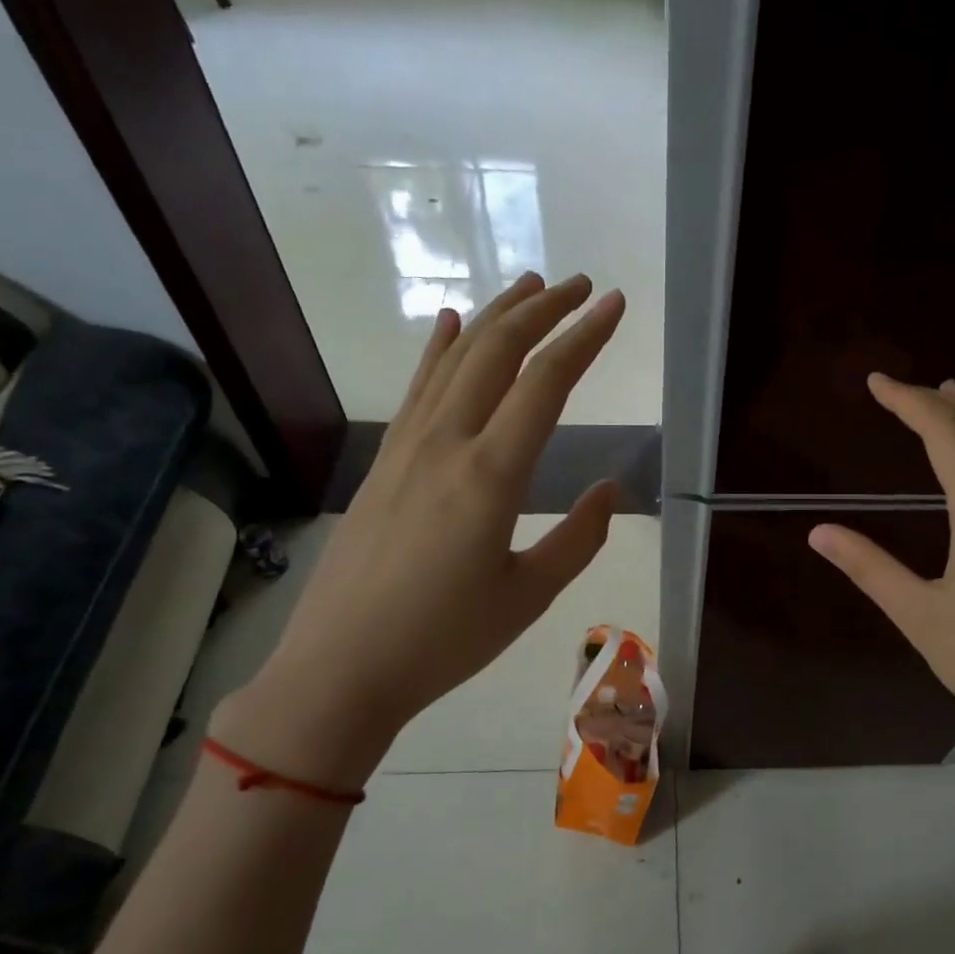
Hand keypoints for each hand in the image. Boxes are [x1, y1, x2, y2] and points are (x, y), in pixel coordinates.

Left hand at [211, 273, 624, 790]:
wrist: (341, 668)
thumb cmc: (444, 640)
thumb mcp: (528, 597)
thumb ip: (579, 538)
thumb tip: (610, 488)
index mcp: (490, 476)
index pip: (546, 383)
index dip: (584, 337)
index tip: (613, 304)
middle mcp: (446, 444)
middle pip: (498, 352)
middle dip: (542, 309)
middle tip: (578, 285)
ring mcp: (407, 448)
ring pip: (455, 360)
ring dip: (496, 317)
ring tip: (529, 286)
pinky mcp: (383, 461)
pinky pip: (418, 389)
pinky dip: (440, 349)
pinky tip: (451, 324)